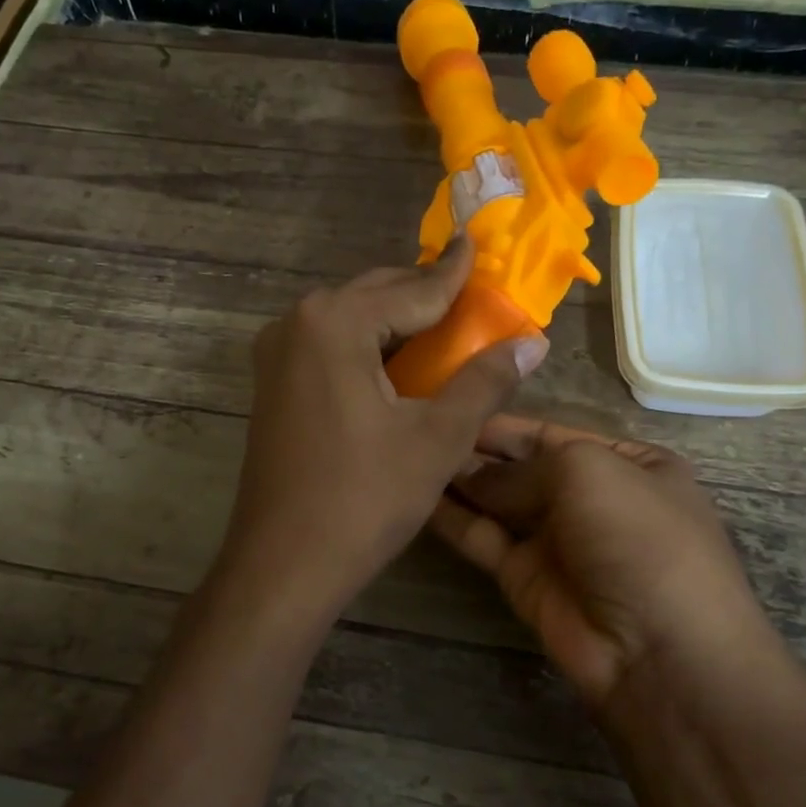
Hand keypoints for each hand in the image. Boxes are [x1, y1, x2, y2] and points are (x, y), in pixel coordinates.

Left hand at [221, 241, 548, 613]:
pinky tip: (397, 364)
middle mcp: (297, 324)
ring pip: (351, 321)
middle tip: (471, 291)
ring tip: (444, 325)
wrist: (283, 564)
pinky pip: (329, 347)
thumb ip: (484, 381)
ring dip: (395, 321)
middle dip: (424, 293)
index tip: (479, 242)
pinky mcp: (273, 386)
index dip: (454, 272)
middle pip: (375, 296)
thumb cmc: (363, 499)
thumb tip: (533, 342)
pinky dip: (368, 347)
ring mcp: (277, 356)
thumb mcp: (437, 438)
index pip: (412, 289)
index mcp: (334, 322)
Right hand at [430, 415, 780, 709]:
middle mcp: (592, 498)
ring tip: (411, 455)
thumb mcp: (586, 472)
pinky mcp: (525, 577)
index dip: (505, 423)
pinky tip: (418, 495)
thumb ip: (519, 468)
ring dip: (460, 481)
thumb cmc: (637, 536)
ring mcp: (557, 540)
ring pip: (499, 502)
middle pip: (523, 466)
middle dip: (478, 450)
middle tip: (422, 429)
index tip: (454, 405)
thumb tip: (468, 474)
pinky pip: (484, 538)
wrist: (658, 652)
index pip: (554, 433)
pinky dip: (453, 518)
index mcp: (628, 464)